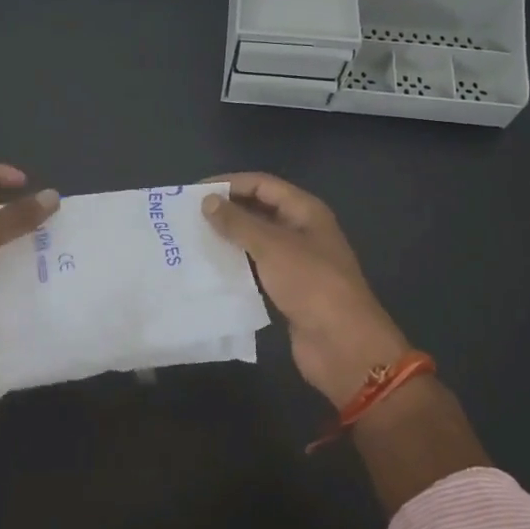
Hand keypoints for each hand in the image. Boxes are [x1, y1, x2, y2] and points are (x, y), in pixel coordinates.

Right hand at [202, 173, 409, 406]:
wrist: (342, 344)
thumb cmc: (311, 284)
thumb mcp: (272, 246)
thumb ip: (238, 222)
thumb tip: (207, 201)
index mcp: (305, 211)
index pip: (262, 185)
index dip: (229, 184)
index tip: (193, 192)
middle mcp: (301, 231)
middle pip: (258, 210)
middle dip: (226, 211)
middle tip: (186, 217)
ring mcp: (295, 262)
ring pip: (255, 241)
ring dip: (227, 239)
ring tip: (191, 241)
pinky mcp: (286, 289)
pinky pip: (255, 269)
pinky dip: (234, 266)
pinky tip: (208, 270)